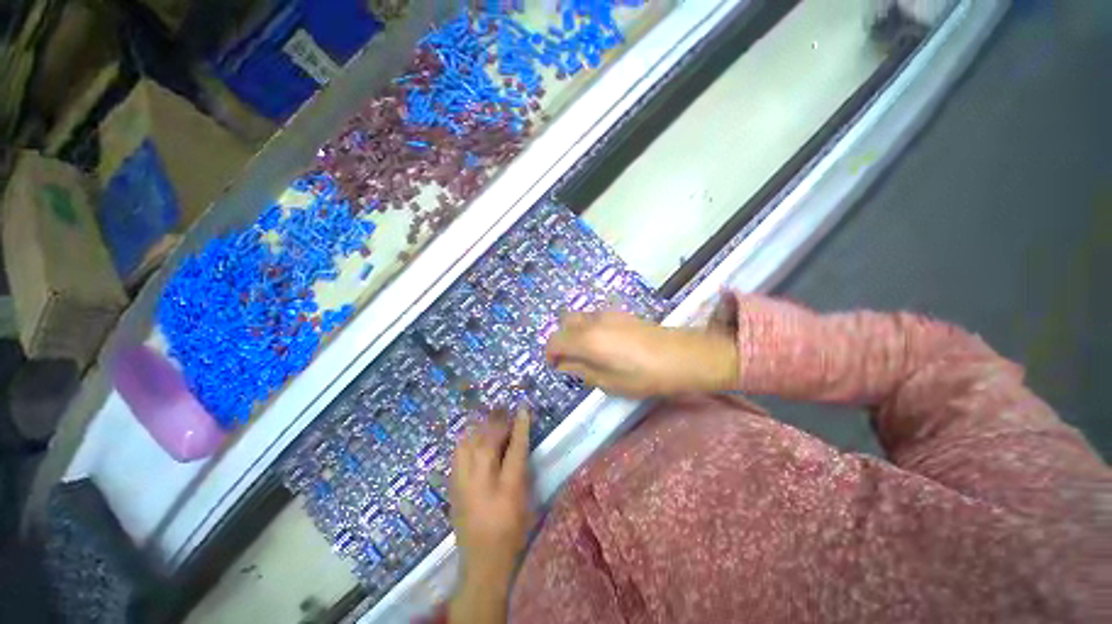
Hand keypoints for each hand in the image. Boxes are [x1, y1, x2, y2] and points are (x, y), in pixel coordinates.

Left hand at [450, 409, 531, 593]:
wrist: (482, 562)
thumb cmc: (512, 532)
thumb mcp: (526, 501)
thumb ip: (522, 470)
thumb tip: (518, 443)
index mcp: (507, 489)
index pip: (515, 449)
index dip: (520, 426)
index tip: (522, 408)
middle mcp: (483, 483)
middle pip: (488, 442)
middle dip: (497, 421)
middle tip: (504, 409)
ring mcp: (463, 485)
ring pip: (468, 445)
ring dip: (480, 428)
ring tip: (489, 420)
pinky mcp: (453, 488)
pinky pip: (458, 455)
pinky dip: (467, 441)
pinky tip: (473, 437)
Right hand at [545, 311, 738, 397]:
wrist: (682, 356)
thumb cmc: (644, 376)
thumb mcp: (608, 382)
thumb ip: (581, 370)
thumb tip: (564, 364)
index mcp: (586, 340)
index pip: (555, 340)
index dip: (550, 354)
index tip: (556, 367)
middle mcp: (592, 321)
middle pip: (564, 322)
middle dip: (562, 339)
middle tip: (571, 358)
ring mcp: (607, 314)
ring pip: (579, 317)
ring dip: (576, 332)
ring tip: (589, 352)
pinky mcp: (620, 313)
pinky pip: (595, 317)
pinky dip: (590, 327)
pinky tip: (606, 343)